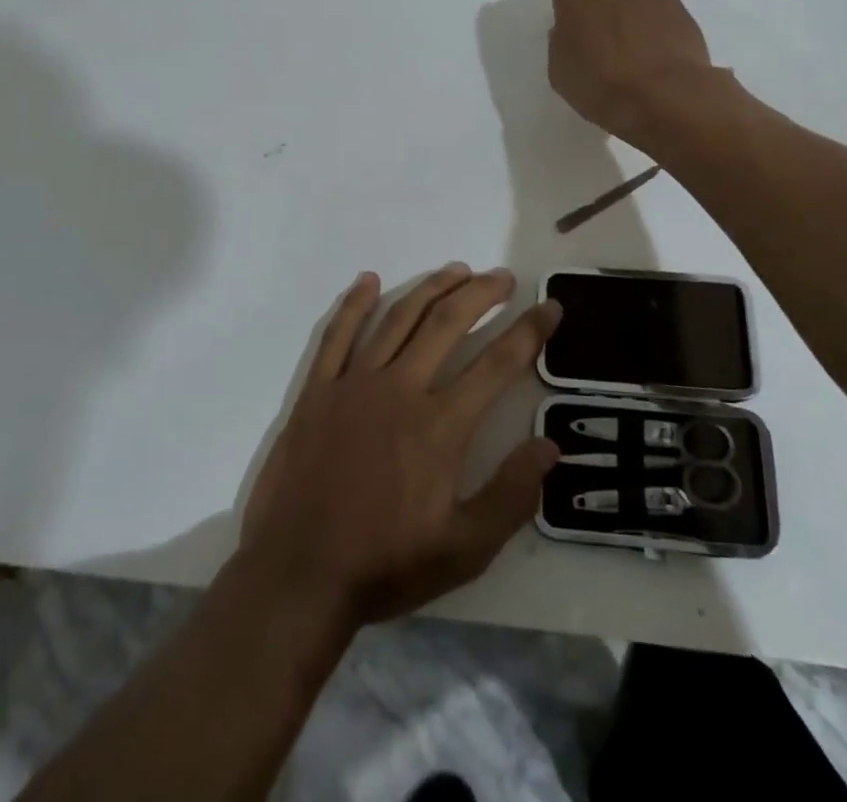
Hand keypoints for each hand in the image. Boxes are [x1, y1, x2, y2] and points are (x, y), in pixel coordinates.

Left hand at [239, 266, 561, 626]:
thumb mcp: (463, 550)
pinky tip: (368, 280)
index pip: (497, 364)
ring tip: (457, 270)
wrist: (297, 576)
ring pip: (399, 318)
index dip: (528, 331)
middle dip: (482, 293)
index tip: (549, 307)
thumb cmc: (384, 564)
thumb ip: (510, 496)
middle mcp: (400, 389)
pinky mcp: (317, 390)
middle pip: (448, 323)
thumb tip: (549, 446)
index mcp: (440, 426)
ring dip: (431, 288)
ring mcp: (354, 384)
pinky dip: (354, 303)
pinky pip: (336, 335)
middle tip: (503, 277)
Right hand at [550, 0, 719, 148]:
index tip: (575, 31)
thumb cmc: (601, 85)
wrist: (663, 96)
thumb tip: (572, 31)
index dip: (570, 9)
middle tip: (604, 27)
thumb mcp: (559, 70)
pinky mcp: (679, 2)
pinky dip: (656, 12)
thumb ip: (562, 40)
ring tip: (633, 33)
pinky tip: (655, 39)